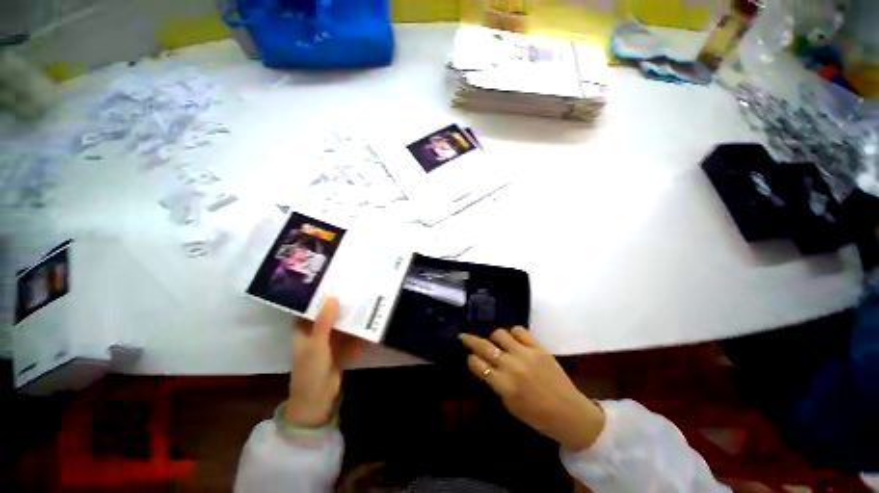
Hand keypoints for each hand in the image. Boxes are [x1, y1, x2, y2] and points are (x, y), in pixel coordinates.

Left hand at [285, 297, 364, 426]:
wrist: (317, 400)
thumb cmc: (310, 370)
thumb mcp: (316, 344)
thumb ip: (324, 321)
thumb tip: (333, 296)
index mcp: (304, 330)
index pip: (310, 307)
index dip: (319, 295)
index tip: (331, 280)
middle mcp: (317, 332)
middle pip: (329, 313)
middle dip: (340, 303)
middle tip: (354, 286)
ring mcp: (330, 341)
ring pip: (341, 323)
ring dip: (351, 315)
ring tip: (364, 298)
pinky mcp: (342, 348)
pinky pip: (351, 335)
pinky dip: (359, 329)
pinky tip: (370, 319)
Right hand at [460, 328, 604, 451]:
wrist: (570, 414)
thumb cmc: (538, 417)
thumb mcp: (510, 406)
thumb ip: (496, 384)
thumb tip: (487, 368)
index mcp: (503, 385)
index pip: (477, 364)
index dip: (471, 360)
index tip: (470, 358)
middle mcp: (511, 365)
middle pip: (484, 346)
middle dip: (470, 340)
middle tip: (463, 336)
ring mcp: (525, 354)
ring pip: (500, 334)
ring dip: (493, 337)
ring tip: (494, 341)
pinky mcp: (538, 347)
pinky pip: (520, 331)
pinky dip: (513, 332)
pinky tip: (513, 338)